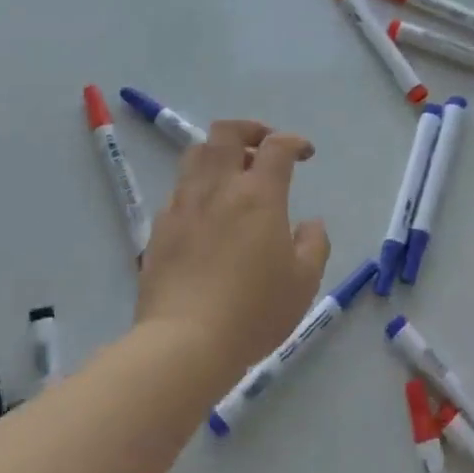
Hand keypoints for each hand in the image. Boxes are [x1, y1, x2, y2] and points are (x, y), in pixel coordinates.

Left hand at [137, 119, 330, 379]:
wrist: (184, 343)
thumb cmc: (254, 312)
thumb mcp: (304, 282)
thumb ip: (314, 244)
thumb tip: (310, 223)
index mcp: (259, 195)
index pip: (276, 146)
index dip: (294, 142)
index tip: (305, 154)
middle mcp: (218, 188)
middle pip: (226, 132)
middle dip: (250, 130)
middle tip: (264, 147)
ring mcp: (183, 205)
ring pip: (196, 154)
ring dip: (218, 152)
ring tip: (232, 174)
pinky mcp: (159, 227)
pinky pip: (179, 189)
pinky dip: (198, 186)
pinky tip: (207, 213)